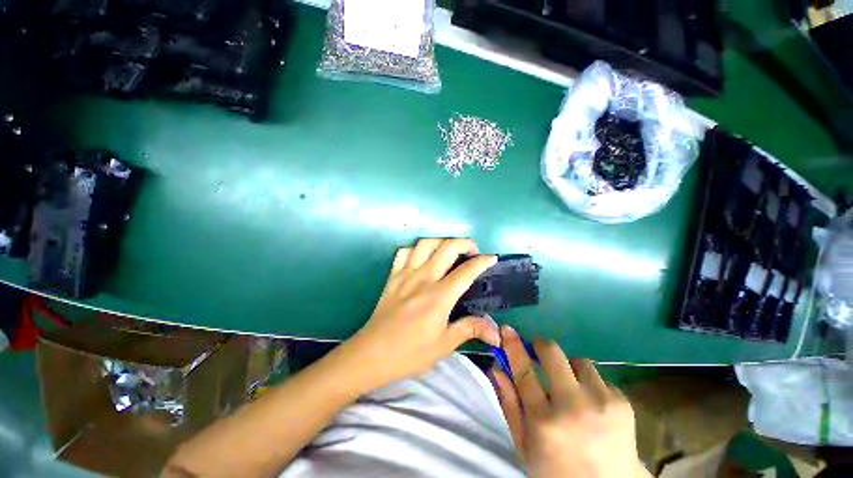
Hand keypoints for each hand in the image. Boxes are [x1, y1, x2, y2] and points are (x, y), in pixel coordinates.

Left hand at [342, 238, 500, 389]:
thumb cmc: (410, 353)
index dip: (482, 261)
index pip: (466, 271)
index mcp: (439, 296)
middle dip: (465, 243)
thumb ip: (470, 329)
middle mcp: (423, 278)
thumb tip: (496, 332)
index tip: (492, 258)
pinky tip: (421, 258)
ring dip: (441, 242)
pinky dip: (416, 249)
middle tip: (473, 251)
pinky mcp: (392, 276)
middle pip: (447, 247)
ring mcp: (405, 274)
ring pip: (425, 244)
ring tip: (449, 251)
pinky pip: (404, 252)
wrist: (371, 354)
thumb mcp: (444, 345)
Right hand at [491, 326, 649, 477]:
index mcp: (544, 422)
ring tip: (571, 390)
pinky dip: (591, 386)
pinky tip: (592, 407)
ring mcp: (602, 403)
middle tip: (539, 354)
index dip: (513, 346)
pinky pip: (600, 378)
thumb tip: (498, 368)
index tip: (507, 330)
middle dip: (542, 347)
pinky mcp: (623, 403)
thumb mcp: (524, 445)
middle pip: (553, 354)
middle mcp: (573, 407)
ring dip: (570, 370)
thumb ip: (509, 404)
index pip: (523, 371)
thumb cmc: (557, 472)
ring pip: (579, 362)